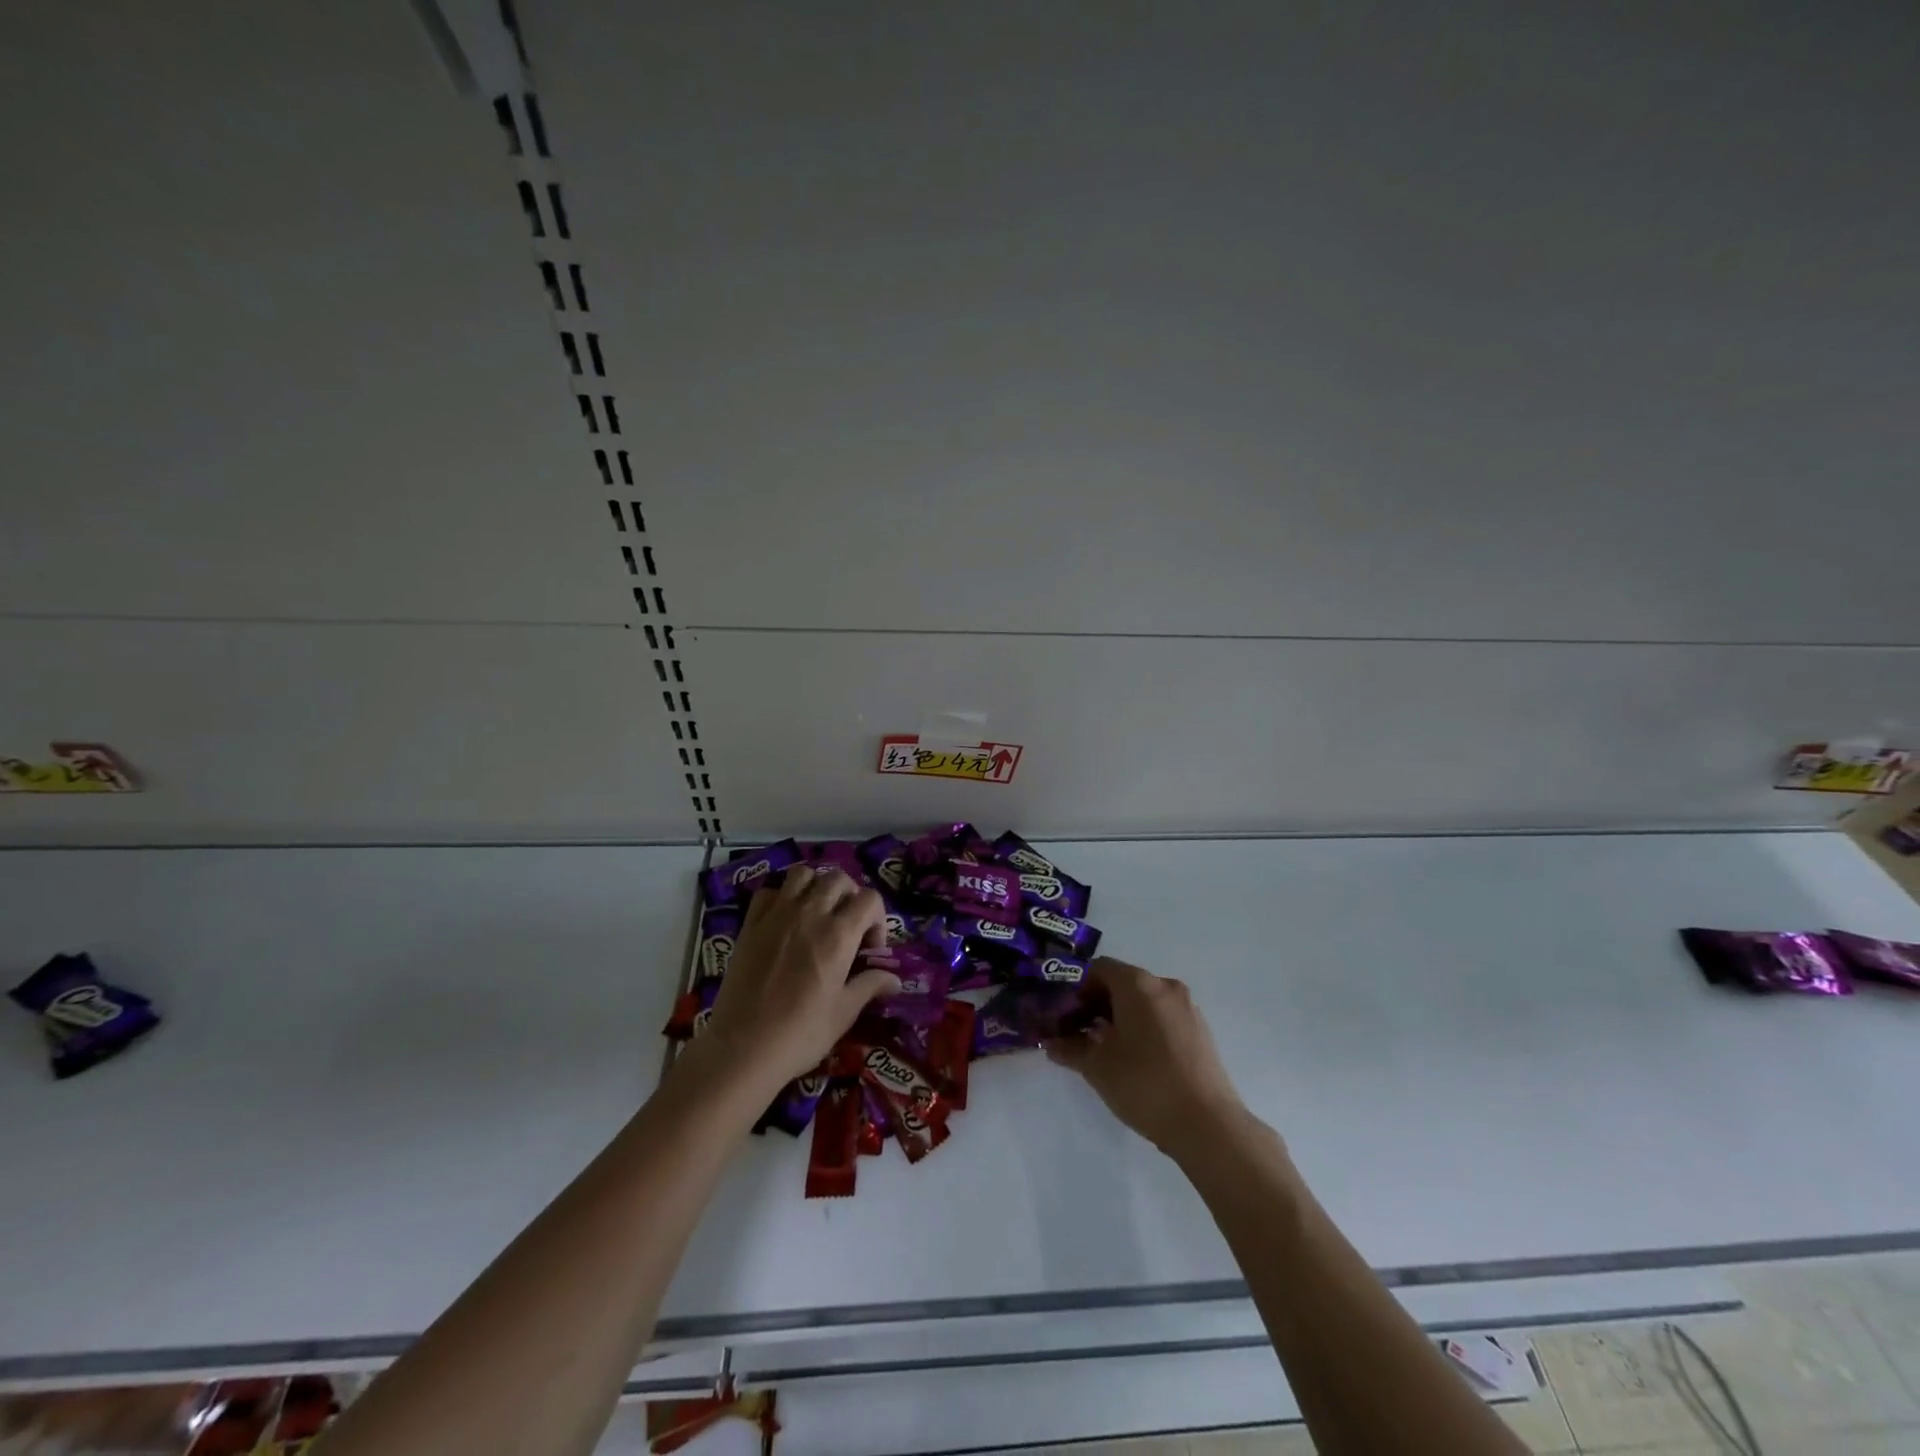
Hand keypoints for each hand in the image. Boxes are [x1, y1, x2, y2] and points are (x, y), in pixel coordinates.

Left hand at [701, 867, 899, 1087]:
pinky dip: (781, 897)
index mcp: (839, 934)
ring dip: (816, 887)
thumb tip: (895, 980)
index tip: (870, 948)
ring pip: (803, 875)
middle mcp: (810, 914)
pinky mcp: (751, 924)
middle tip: (847, 926)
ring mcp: (777, 915)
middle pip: (838, 878)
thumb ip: (870, 986)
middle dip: (850, 896)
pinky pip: (769, 892)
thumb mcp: (844, 1013)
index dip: (877, 918)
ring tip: (817, 913)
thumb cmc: (801, 1033)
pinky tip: (784, 920)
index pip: (870, 899)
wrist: (743, 1047)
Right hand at [1045, 957, 1248, 1155]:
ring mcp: (1186, 1007)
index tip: (1064, 1016)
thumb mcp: (1097, 1067)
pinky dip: (1143, 1027)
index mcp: (1138, 984)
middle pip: (1121, 982)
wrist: (1208, 1125)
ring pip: (1143, 1001)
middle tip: (1078, 1034)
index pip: (1098, 968)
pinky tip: (1135, 1059)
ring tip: (1105, 1050)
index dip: (1075, 988)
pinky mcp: (1200, 1030)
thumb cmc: (1144, 1084)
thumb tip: (1051, 1044)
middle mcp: (1164, 986)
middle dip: (1096, 1004)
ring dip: (1119, 1017)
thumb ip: (1070, 1048)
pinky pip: (1162, 1016)